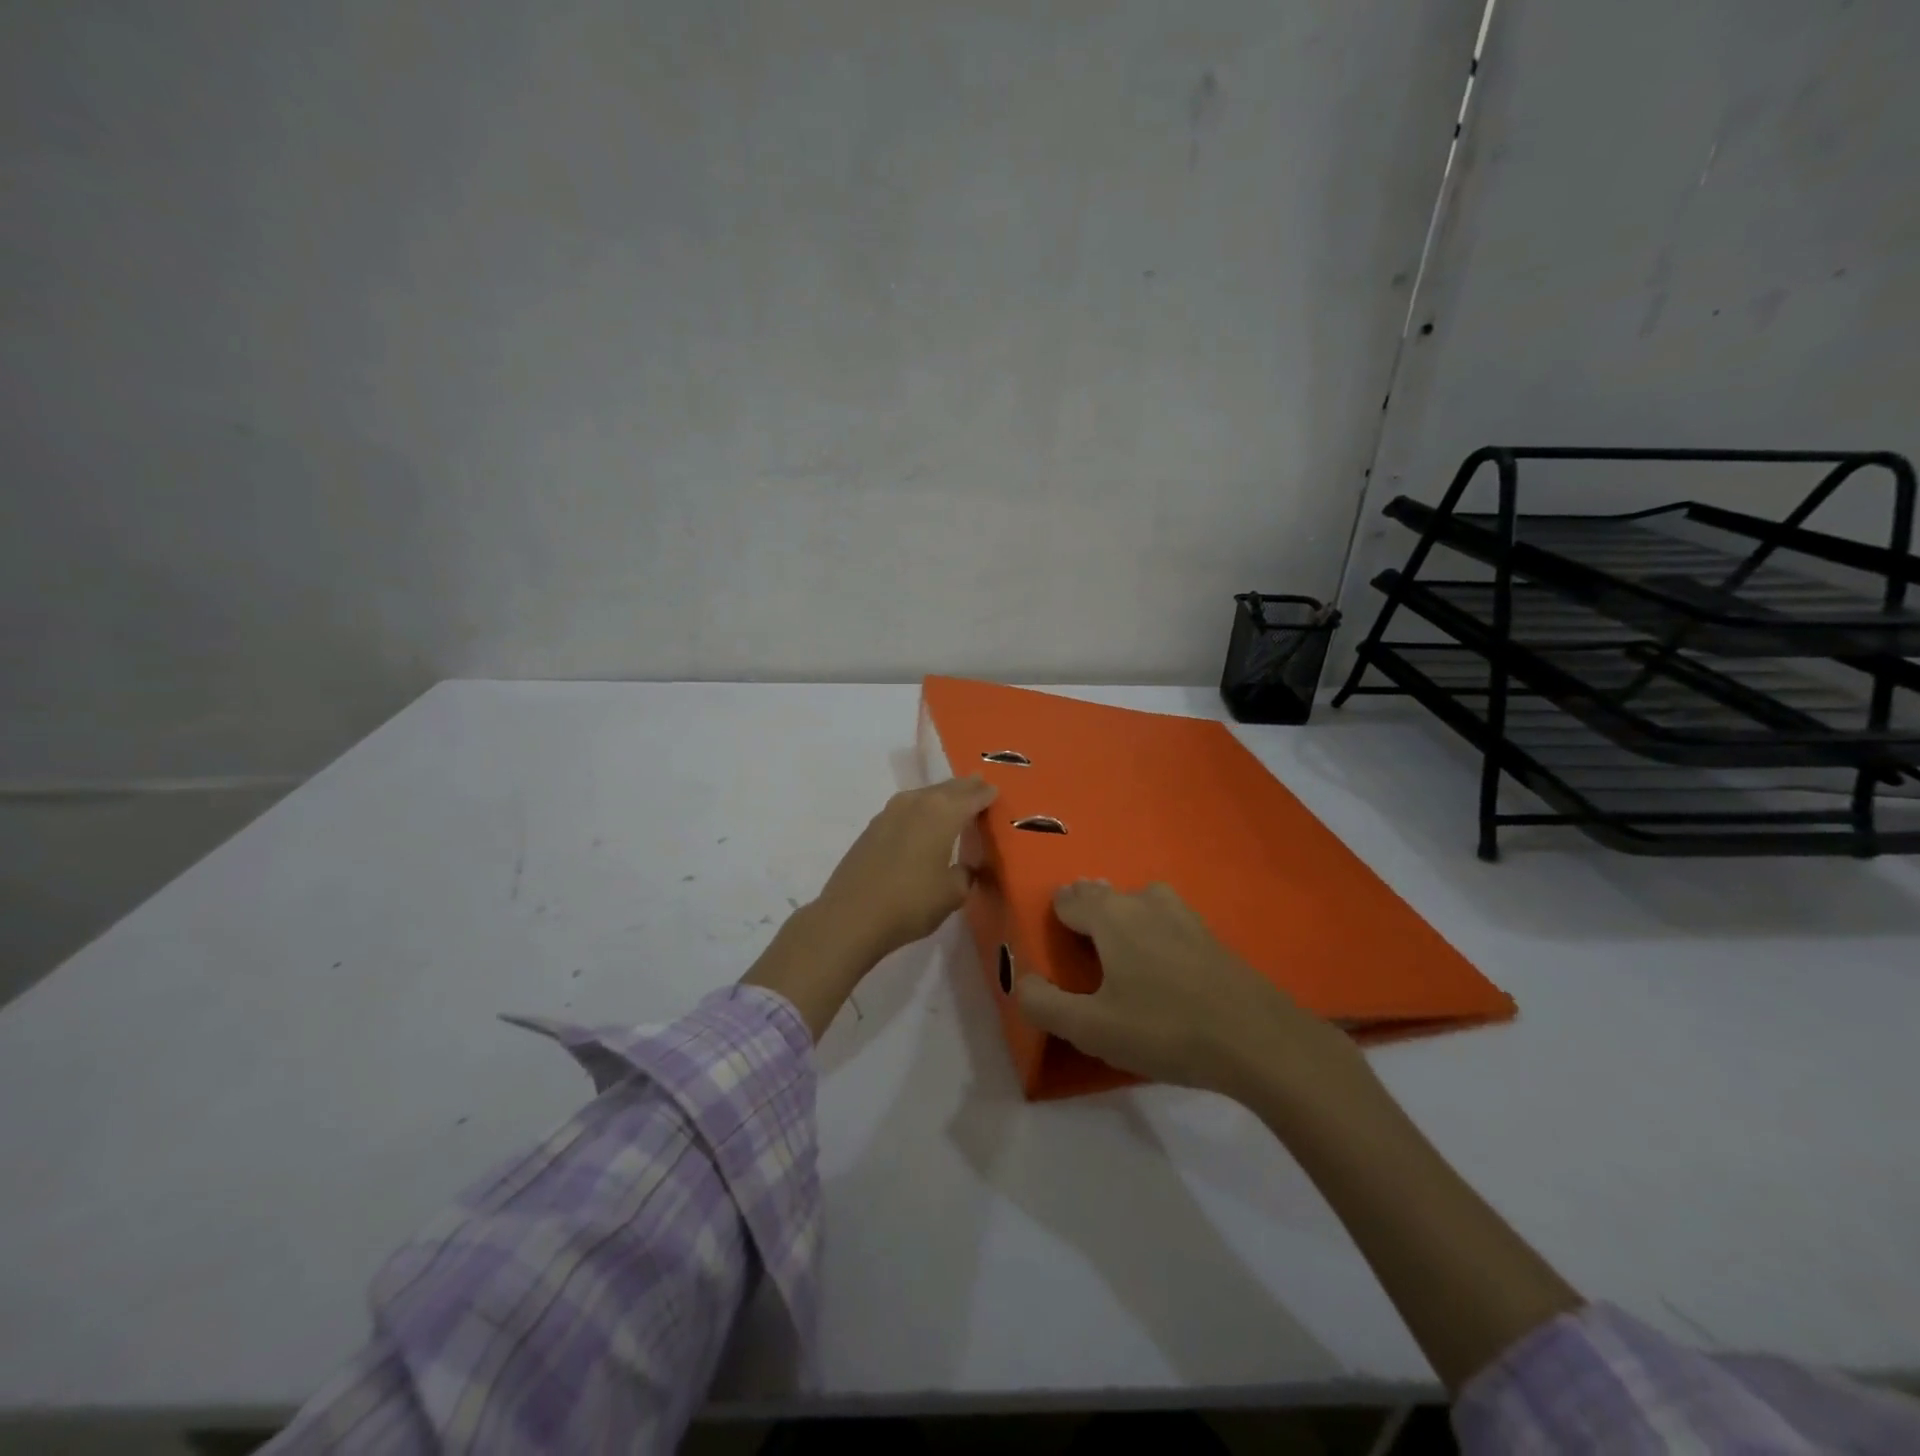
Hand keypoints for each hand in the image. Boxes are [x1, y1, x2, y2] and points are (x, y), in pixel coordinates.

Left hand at [745, 777, 998, 1039]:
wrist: (851, 916)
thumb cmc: (911, 903)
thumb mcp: (953, 893)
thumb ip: (965, 873)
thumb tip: (966, 866)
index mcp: (943, 812)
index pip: (972, 795)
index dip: (987, 794)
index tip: (997, 793)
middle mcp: (917, 802)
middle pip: (948, 789)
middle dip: (966, 789)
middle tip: (980, 789)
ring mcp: (890, 812)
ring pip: (925, 796)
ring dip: (941, 798)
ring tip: (954, 806)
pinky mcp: (872, 827)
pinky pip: (906, 810)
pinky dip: (921, 812)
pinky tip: (923, 826)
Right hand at [1016, 880, 1358, 1100]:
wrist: (1259, 1040)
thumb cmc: (1165, 1029)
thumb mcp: (1092, 1028)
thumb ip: (1044, 1005)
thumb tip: (1020, 982)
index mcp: (1110, 914)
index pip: (1067, 899)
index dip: (1054, 920)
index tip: (1054, 949)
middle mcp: (1144, 901)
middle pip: (1102, 895)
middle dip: (1086, 915)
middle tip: (1082, 954)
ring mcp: (1183, 914)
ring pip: (1138, 903)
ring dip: (1123, 919)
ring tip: (1120, 957)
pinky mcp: (1211, 935)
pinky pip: (1167, 921)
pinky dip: (1154, 934)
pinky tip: (1163, 968)